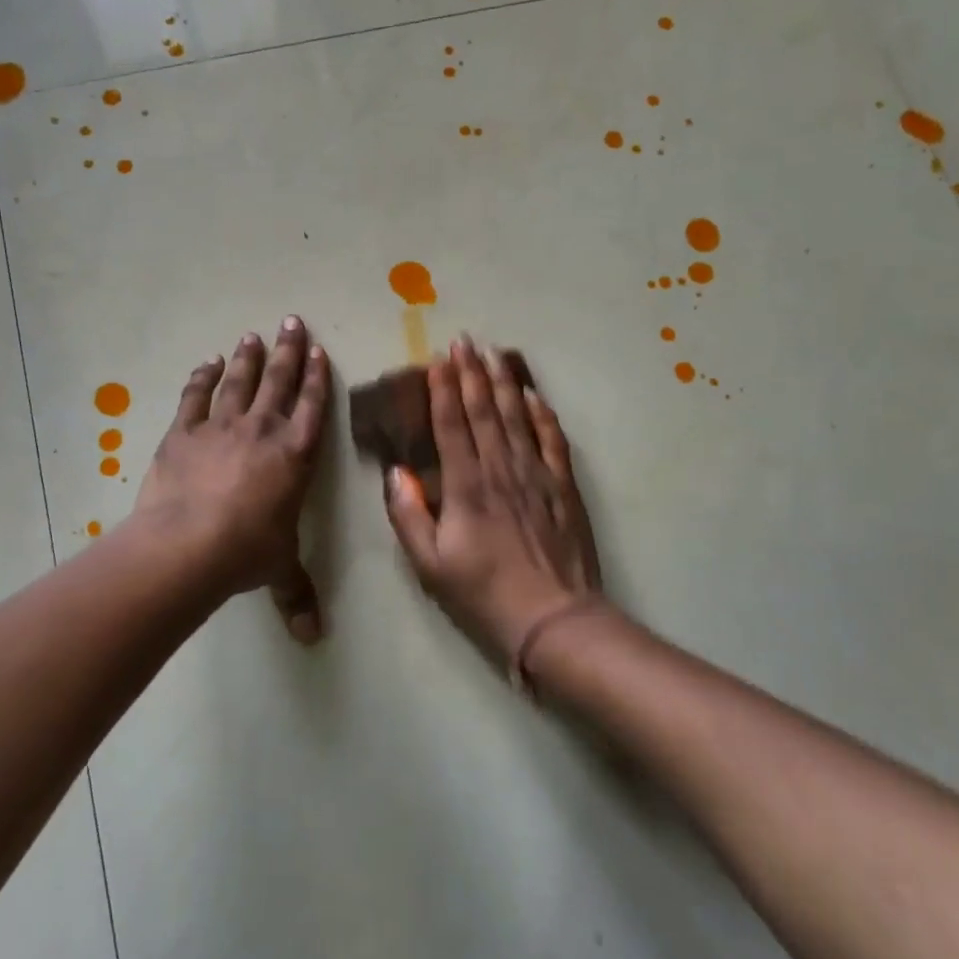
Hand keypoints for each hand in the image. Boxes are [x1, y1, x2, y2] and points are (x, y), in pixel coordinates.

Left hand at [133, 317, 330, 641]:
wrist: (188, 545)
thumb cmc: (246, 553)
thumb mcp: (278, 571)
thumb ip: (296, 596)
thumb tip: (312, 639)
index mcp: (295, 456)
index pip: (313, 406)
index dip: (317, 377)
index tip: (318, 350)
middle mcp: (263, 431)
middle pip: (279, 380)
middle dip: (287, 350)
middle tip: (291, 320)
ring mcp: (221, 427)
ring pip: (240, 381)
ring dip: (248, 357)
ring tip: (253, 335)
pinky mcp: (183, 433)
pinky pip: (196, 396)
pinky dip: (202, 378)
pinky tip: (207, 363)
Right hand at [383, 339, 602, 670]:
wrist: (553, 618)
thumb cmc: (483, 593)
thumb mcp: (429, 564)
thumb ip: (408, 515)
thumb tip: (395, 472)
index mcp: (466, 486)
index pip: (451, 425)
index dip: (442, 389)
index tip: (437, 359)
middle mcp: (500, 469)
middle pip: (484, 411)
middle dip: (471, 373)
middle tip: (464, 341)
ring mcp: (536, 475)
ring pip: (517, 417)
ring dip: (504, 382)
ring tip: (495, 353)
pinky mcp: (563, 487)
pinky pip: (552, 440)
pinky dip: (542, 414)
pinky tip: (535, 395)